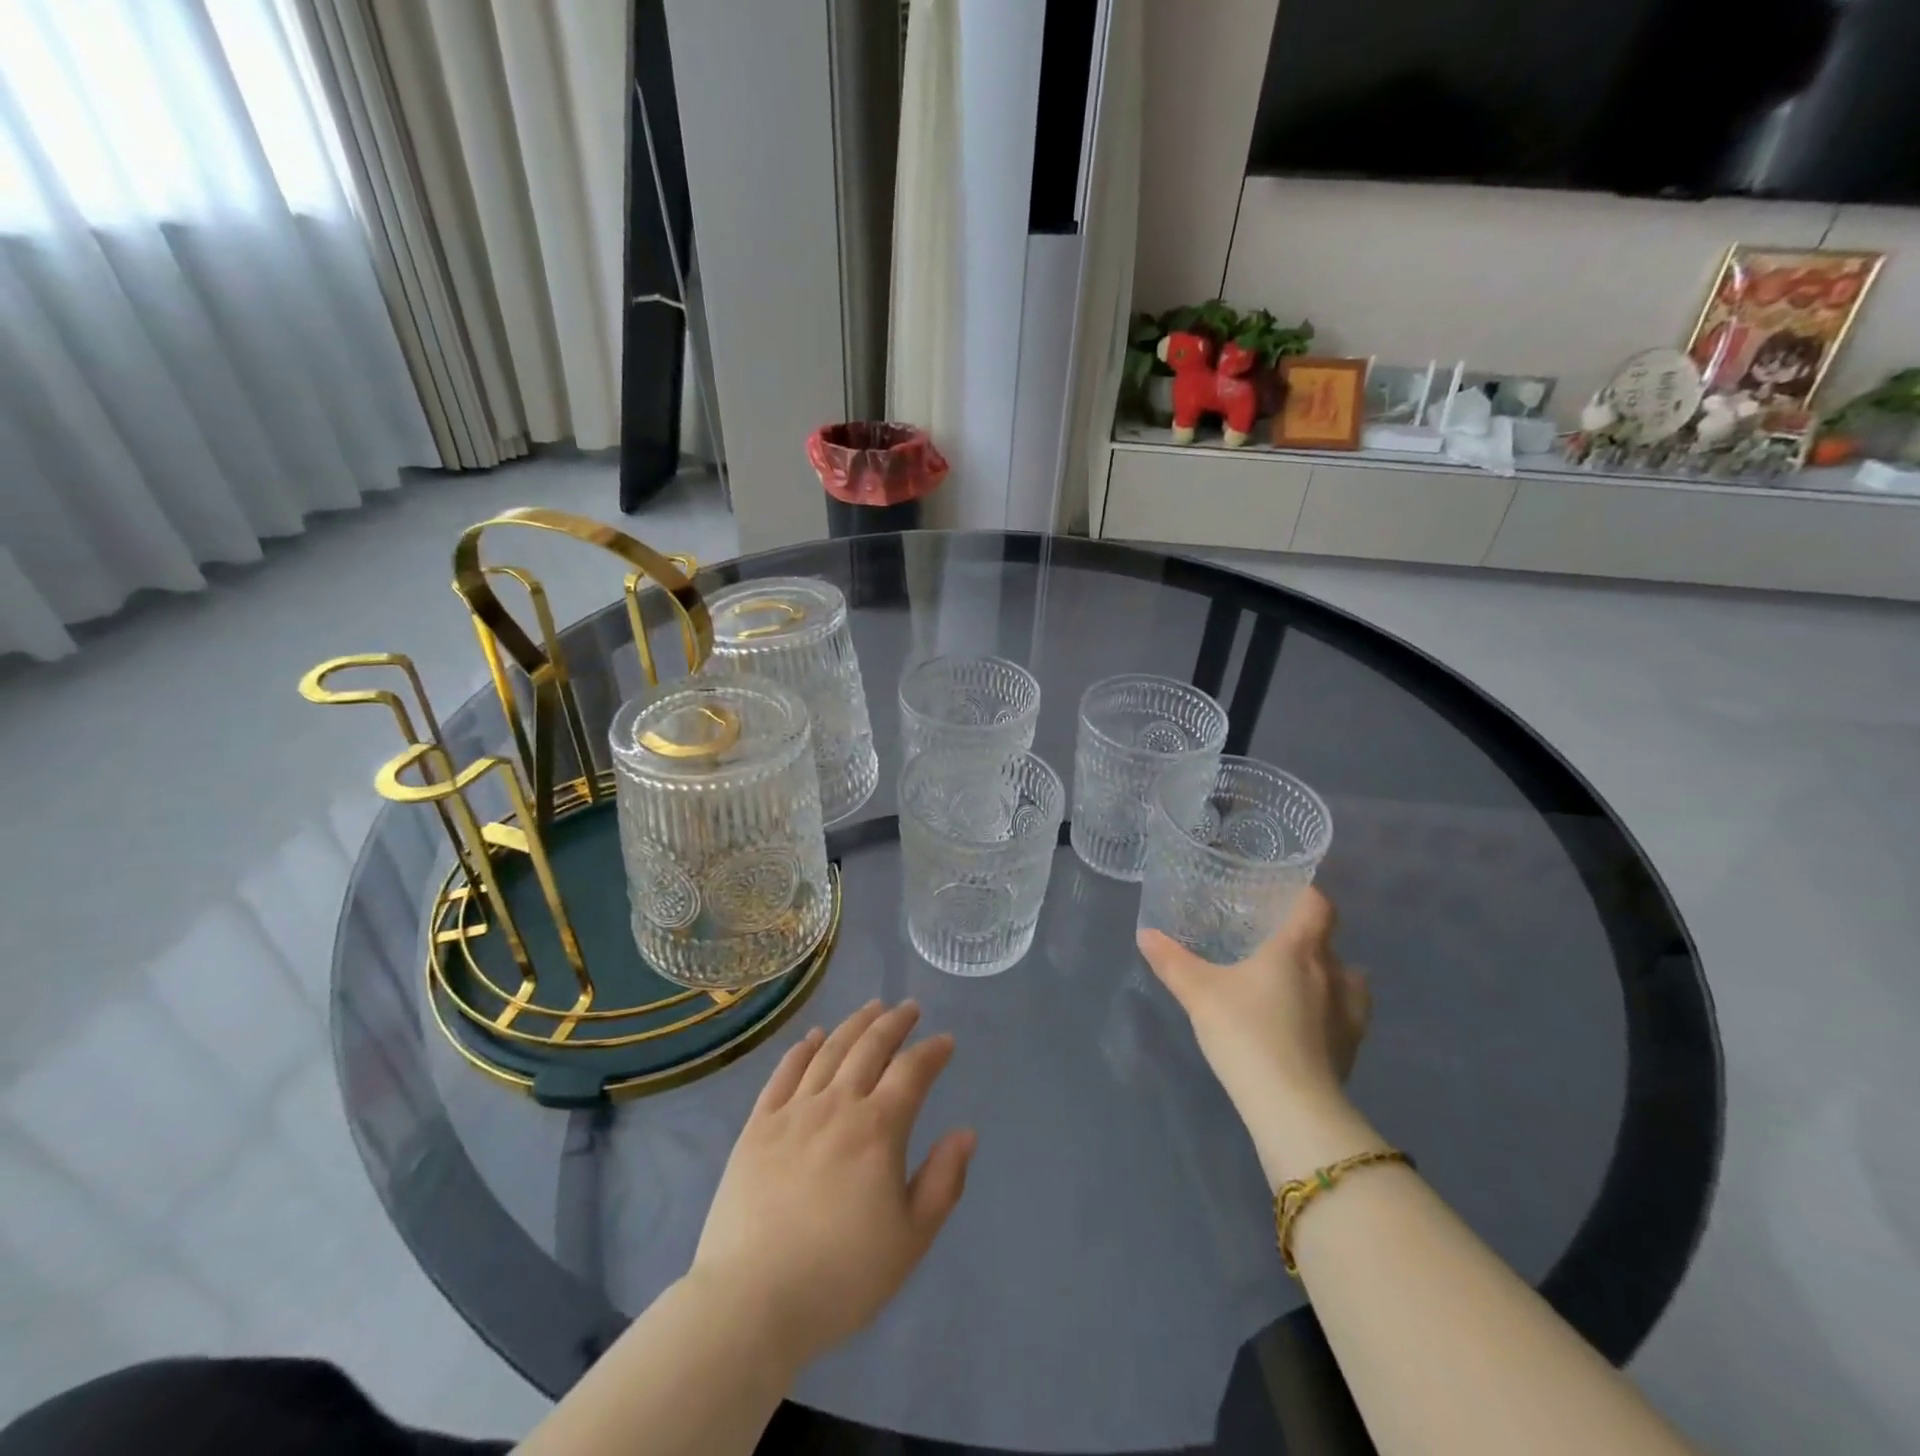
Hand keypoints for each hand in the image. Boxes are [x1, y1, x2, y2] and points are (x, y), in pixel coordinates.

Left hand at [692, 1001, 975, 1366]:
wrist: (751, 1302)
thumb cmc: (840, 1277)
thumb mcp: (910, 1240)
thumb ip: (943, 1181)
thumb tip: (965, 1133)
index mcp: (878, 1129)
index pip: (912, 1072)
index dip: (932, 1052)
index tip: (945, 1041)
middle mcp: (837, 1105)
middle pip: (870, 1047)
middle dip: (894, 1022)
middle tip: (908, 1007)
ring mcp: (793, 1111)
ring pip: (829, 1050)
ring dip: (854, 1024)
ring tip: (871, 1008)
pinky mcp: (758, 1125)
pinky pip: (784, 1073)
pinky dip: (802, 1049)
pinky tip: (813, 1037)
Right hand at [1137, 889, 1377, 1183]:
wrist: (1291, 1105)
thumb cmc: (1246, 1032)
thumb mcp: (1198, 992)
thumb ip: (1172, 961)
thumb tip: (1145, 934)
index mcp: (1297, 950)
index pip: (1317, 906)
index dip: (1306, 895)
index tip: (1285, 894)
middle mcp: (1332, 974)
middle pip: (1330, 943)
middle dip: (1307, 939)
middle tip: (1275, 943)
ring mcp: (1349, 1015)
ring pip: (1349, 981)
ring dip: (1331, 977)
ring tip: (1301, 984)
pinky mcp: (1352, 1050)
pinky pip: (1347, 1018)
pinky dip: (1331, 1014)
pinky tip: (1307, 1027)